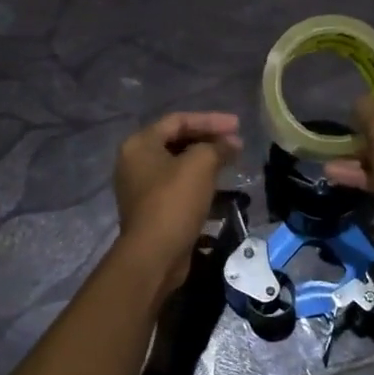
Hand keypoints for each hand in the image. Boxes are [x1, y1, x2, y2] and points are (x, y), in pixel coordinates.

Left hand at [113, 111, 241, 295]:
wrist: (154, 255)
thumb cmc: (174, 202)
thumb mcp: (200, 165)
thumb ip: (217, 147)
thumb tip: (232, 143)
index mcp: (140, 144)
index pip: (178, 120)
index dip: (210, 120)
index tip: (238, 125)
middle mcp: (135, 162)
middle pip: (177, 140)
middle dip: (209, 139)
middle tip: (236, 143)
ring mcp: (141, 187)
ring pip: (178, 165)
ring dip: (206, 160)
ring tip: (232, 161)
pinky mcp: (152, 209)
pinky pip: (178, 186)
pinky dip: (199, 181)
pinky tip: (220, 186)